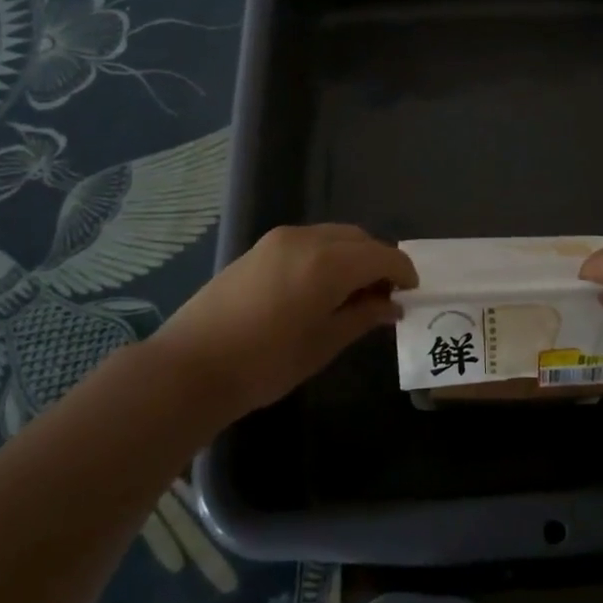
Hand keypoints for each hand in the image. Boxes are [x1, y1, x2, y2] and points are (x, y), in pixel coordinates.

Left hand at [153, 224, 415, 416]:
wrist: (191, 365)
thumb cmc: (266, 362)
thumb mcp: (324, 343)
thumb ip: (363, 316)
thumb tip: (392, 305)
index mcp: (329, 262)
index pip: (382, 255)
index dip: (402, 272)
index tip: (411, 294)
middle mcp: (307, 239)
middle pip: (359, 239)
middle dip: (378, 262)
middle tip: (384, 296)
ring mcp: (279, 240)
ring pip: (333, 236)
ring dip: (352, 257)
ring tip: (353, 293)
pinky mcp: (260, 248)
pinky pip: (309, 241)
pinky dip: (327, 256)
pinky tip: (321, 287)